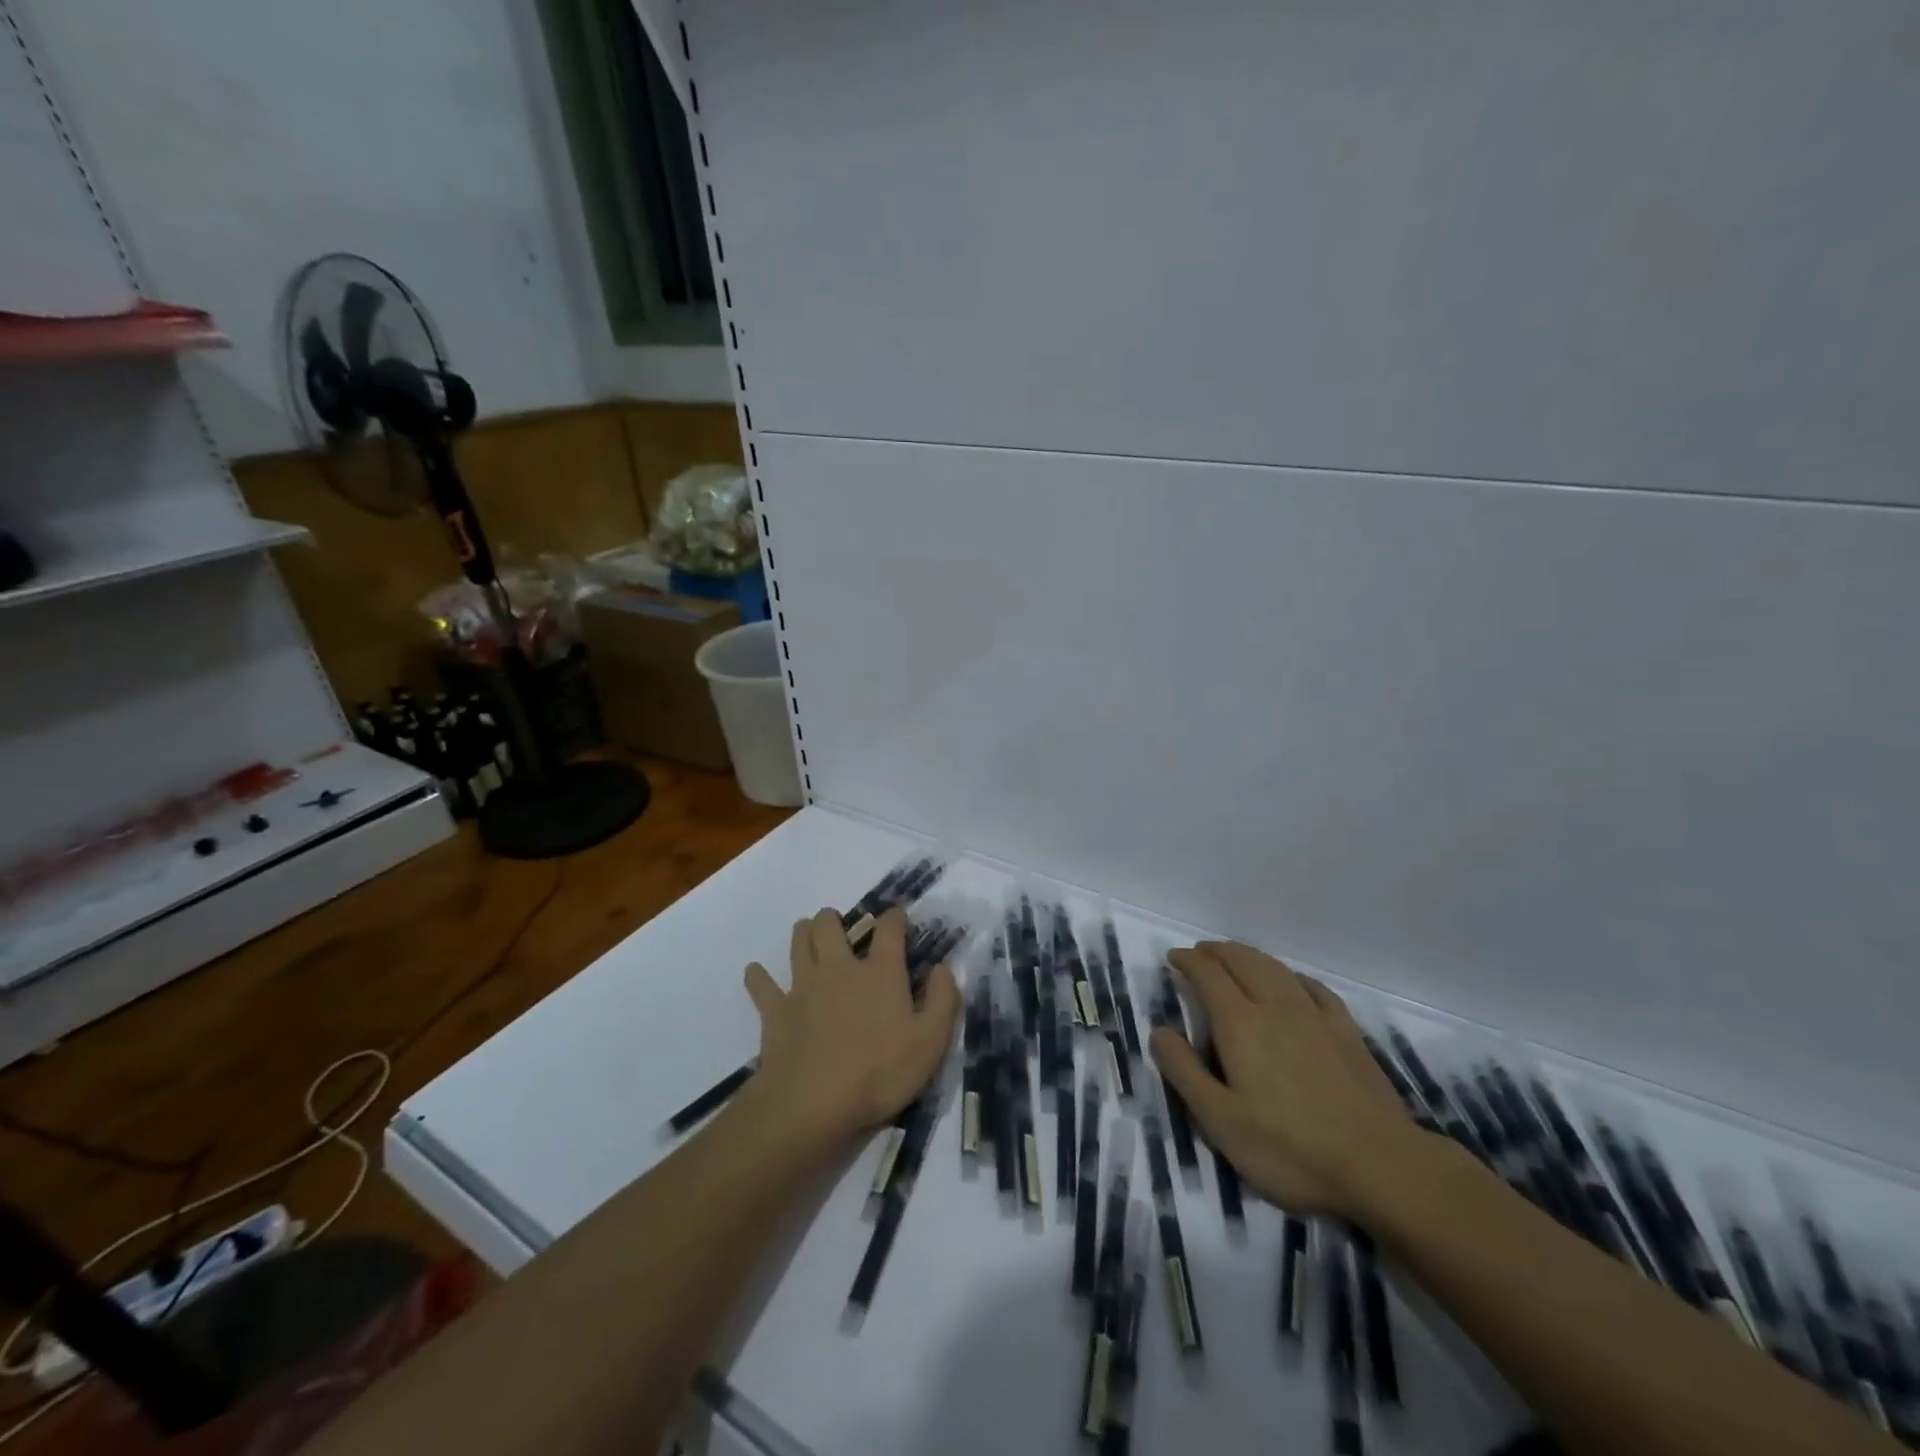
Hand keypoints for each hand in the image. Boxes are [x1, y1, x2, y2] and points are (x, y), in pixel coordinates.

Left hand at [741, 907, 959, 1148]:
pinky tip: (756, 974)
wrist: (813, 1104)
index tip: (898, 917)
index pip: (889, 929)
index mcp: (880, 973)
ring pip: (797, 942)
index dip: (895, 917)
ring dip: (802, 933)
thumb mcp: (930, 1043)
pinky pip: (761, 985)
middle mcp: (840, 968)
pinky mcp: (775, 1011)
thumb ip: (943, 1001)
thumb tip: (943, 968)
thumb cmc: (879, 1074)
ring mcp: (803, 987)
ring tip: (807, 935)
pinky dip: (758, 977)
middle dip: (834, 919)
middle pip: (829, 925)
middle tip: (840, 928)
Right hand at [1149, 941, 1415, 1220]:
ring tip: (1236, 958)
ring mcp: (1316, 1017)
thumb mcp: (1221, 1121)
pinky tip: (1293, 983)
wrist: (1381, 1166)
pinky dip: (1293, 976)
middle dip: (1217, 951)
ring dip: (1250, 956)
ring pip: (1276, 968)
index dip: (1188, 961)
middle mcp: (1275, 1006)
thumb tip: (1158, 1030)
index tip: (1174, 958)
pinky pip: (1315, 988)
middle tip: (1200, 953)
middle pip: (1242, 961)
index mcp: (1240, 1023)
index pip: (1208, 974)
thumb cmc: (1290, 1148)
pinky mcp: (1348, 1033)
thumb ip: (1185, 1072)